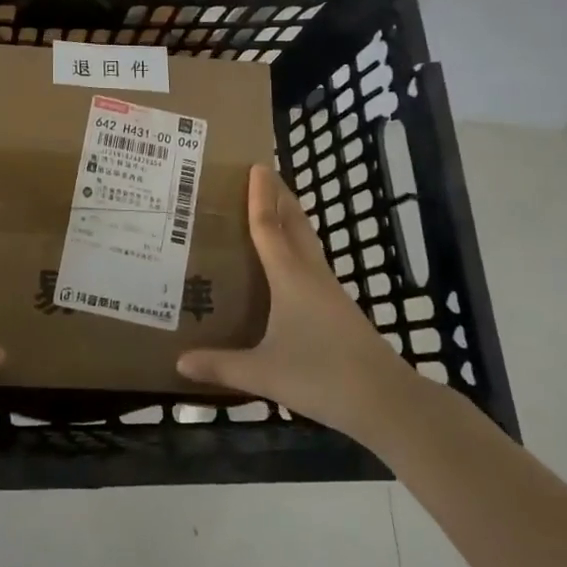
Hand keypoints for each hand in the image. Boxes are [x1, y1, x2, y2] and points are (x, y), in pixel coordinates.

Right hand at [177, 165, 418, 443]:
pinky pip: (312, 262)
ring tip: (274, 207)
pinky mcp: (339, 308)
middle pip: (294, 224)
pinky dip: (298, 246)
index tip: (256, 166)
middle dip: (280, 197)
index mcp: (289, 277)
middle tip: (265, 173)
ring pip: (307, 242)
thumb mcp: (264, 373)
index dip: (259, 196)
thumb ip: (221, 366)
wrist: (387, 401)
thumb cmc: (322, 377)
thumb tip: (179, 361)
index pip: (268, 227)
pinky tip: (290, 264)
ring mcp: (330, 291)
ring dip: (291, 219)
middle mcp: (311, 275)